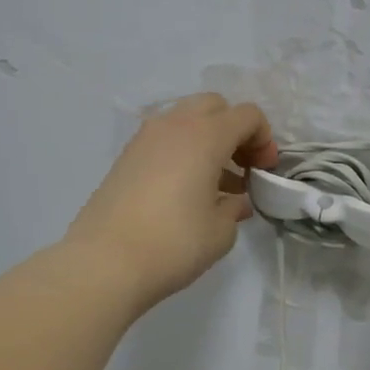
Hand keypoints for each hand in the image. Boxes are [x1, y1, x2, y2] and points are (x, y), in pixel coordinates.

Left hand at [66, 93, 278, 312]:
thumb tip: (235, 200)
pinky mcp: (126, 157)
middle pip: (215, 107)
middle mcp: (174, 125)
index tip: (265, 172)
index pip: (247, 115)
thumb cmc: (174, 244)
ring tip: (218, 184)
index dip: (264, 139)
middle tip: (242, 167)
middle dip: (234, 131)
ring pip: (187, 120)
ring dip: (208, 141)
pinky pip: (165, 140)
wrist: (105, 262)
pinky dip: (184, 152)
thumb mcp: (220, 232)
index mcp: (205, 136)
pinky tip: (188, 191)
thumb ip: (235, 207)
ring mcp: (145, 138)